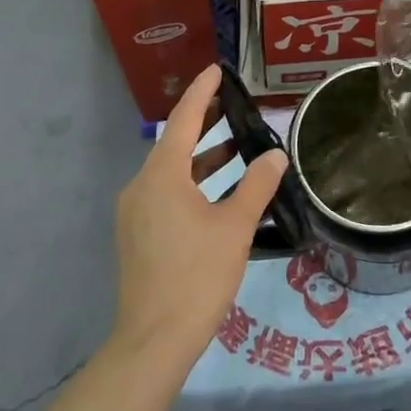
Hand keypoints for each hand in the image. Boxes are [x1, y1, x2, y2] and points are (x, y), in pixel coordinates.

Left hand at [111, 66, 286, 372]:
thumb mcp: (235, 226)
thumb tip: (275, 155)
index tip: (218, 71)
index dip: (202, 93)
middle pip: (174, 143)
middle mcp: (141, 186)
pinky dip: (192, 182)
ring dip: (201, 157)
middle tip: (236, 105)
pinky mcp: (138, 234)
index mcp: (162, 176)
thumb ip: (257, 185)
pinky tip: (219, 192)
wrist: (154, 339)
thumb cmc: (197, 275)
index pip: (183, 120)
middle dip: (205, 123)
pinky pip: (166, 193)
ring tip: (236, 146)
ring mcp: (135, 212)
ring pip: (171, 171)